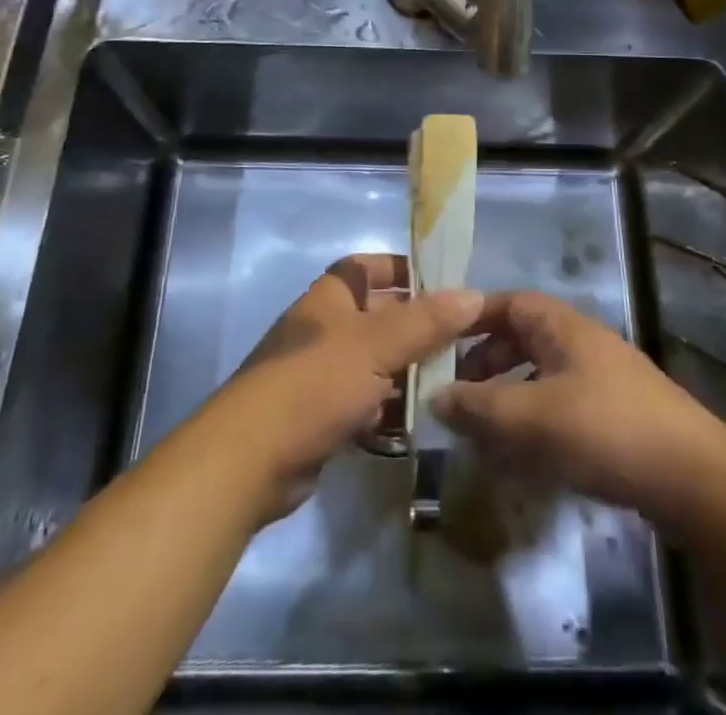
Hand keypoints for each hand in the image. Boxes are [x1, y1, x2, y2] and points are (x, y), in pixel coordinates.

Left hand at [205, 254, 482, 524]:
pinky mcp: (320, 416)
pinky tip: (418, 422)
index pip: (367, 267)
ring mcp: (320, 374)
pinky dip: (388, 410)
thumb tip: (474, 295)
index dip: (401, 269)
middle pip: (378, 317)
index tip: (441, 281)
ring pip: (374, 363)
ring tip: (450, 383)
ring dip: (406, 372)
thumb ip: (426, 321)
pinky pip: (364, 403)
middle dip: (415, 327)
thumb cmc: (314, 383)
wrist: (250, 459)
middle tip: (462, 340)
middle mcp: (324, 329)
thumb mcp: (376, 345)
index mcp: (330, 298)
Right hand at [431, 291, 725, 519]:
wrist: (695, 478)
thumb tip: (434, 396)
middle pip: (521, 337)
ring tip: (484, 429)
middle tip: (457, 393)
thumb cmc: (604, 430)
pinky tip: (525, 455)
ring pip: (539, 372)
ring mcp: (601, 376)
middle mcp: (580, 340)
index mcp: (560, 325)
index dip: (471, 317)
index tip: (439, 341)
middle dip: (485, 362)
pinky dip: (534, 419)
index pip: (506, 303)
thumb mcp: (531, 417)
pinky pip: (560, 402)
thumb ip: (479, 406)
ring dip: (508, 394)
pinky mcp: (615, 413)